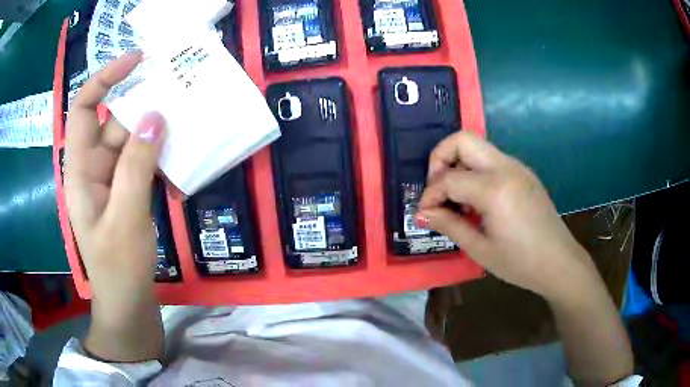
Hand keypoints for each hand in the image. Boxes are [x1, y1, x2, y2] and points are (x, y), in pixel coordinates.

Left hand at [64, 52, 165, 359]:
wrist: (128, 304)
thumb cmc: (119, 268)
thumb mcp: (126, 218)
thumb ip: (136, 166)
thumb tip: (154, 116)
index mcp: (80, 170)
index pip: (84, 108)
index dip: (105, 78)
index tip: (137, 61)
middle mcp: (93, 167)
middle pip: (114, 121)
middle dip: (142, 104)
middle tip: (179, 90)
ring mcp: (111, 179)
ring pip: (133, 141)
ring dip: (157, 134)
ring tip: (188, 124)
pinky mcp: (127, 191)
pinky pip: (144, 162)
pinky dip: (162, 160)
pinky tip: (181, 170)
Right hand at [416, 131, 597, 300]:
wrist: (559, 262)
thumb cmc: (520, 263)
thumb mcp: (480, 249)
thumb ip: (449, 225)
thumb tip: (422, 214)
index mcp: (494, 188)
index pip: (448, 178)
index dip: (430, 195)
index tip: (424, 214)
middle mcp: (506, 167)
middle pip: (462, 139)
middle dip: (440, 159)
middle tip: (437, 189)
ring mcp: (517, 167)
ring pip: (477, 146)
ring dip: (458, 165)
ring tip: (456, 199)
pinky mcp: (523, 172)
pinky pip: (491, 159)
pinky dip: (475, 171)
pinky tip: (477, 200)